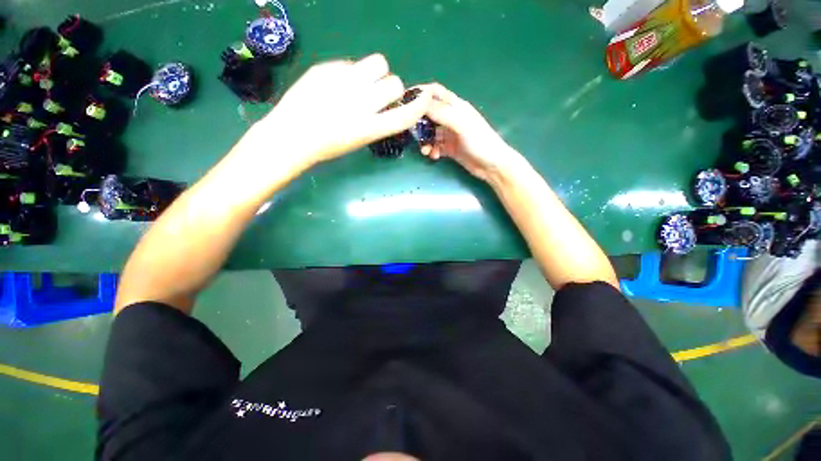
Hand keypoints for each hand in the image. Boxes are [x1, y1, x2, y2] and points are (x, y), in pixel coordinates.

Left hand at [256, 54, 431, 166]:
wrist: (293, 135)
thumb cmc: (328, 146)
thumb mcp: (360, 140)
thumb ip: (378, 122)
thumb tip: (385, 101)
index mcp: (371, 128)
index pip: (406, 115)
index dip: (418, 105)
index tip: (422, 99)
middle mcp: (363, 103)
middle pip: (395, 83)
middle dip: (391, 88)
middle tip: (377, 95)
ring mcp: (345, 82)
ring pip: (379, 63)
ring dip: (377, 72)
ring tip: (362, 82)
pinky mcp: (328, 68)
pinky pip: (352, 63)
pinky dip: (351, 72)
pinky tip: (337, 83)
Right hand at [419, 83, 525, 182]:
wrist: (492, 165)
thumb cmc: (480, 141)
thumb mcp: (460, 124)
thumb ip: (441, 112)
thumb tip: (419, 102)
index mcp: (456, 107)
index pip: (435, 93)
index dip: (420, 94)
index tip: (404, 101)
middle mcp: (451, 118)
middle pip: (429, 114)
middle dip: (419, 122)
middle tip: (409, 132)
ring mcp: (451, 134)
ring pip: (431, 133)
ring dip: (425, 140)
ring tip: (424, 150)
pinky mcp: (450, 148)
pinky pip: (435, 146)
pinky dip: (432, 150)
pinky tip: (433, 156)